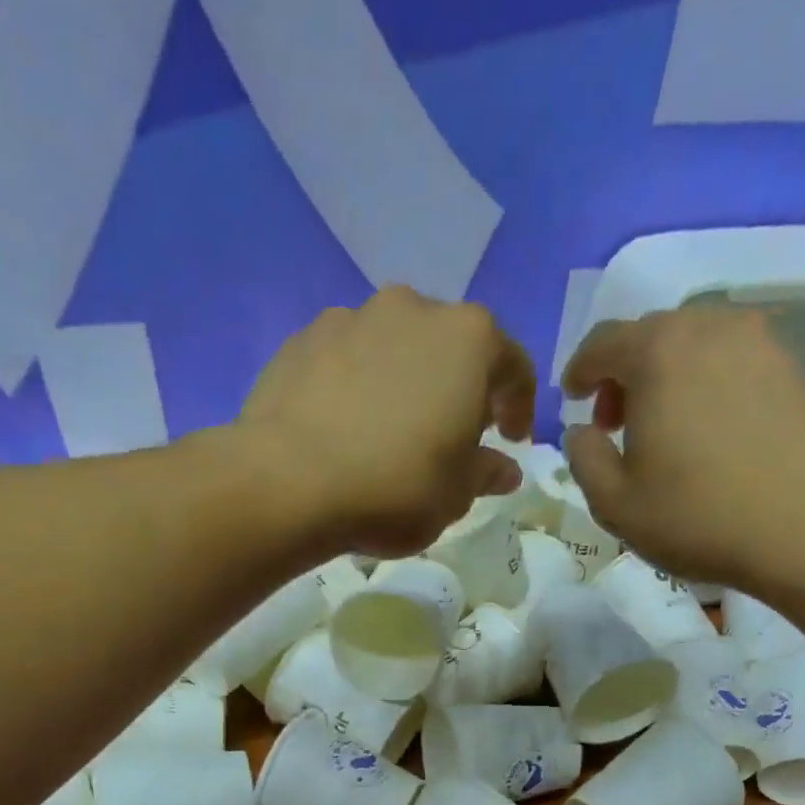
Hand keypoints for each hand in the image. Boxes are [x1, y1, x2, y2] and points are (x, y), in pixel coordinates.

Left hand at [240, 287, 533, 557]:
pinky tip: (343, 426)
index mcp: (468, 339)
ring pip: (393, 346)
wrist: (287, 482)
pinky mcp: (301, 339)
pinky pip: (345, 359)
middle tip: (450, 433)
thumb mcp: (455, 496)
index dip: (518, 405)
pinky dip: (355, 385)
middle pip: (450, 346)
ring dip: (403, 380)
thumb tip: (504, 468)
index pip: (513, 365)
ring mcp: (351, 318)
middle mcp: (412, 309)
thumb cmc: (393, 488)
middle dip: (458, 387)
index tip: (510, 439)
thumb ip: (485, 473)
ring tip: (389, 430)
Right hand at [560, 306, 804, 587]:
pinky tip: (707, 428)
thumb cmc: (696, 516)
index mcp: (658, 354)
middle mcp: (709, 330)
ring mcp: (759, 344)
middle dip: (623, 372)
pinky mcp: (792, 368)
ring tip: (663, 425)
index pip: (603, 341)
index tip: (572, 399)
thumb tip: (581, 431)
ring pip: (694, 343)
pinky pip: (731, 360)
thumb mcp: (614, 502)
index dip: (580, 370)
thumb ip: (584, 457)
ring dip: (666, 374)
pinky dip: (706, 381)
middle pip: (650, 335)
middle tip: (615, 422)